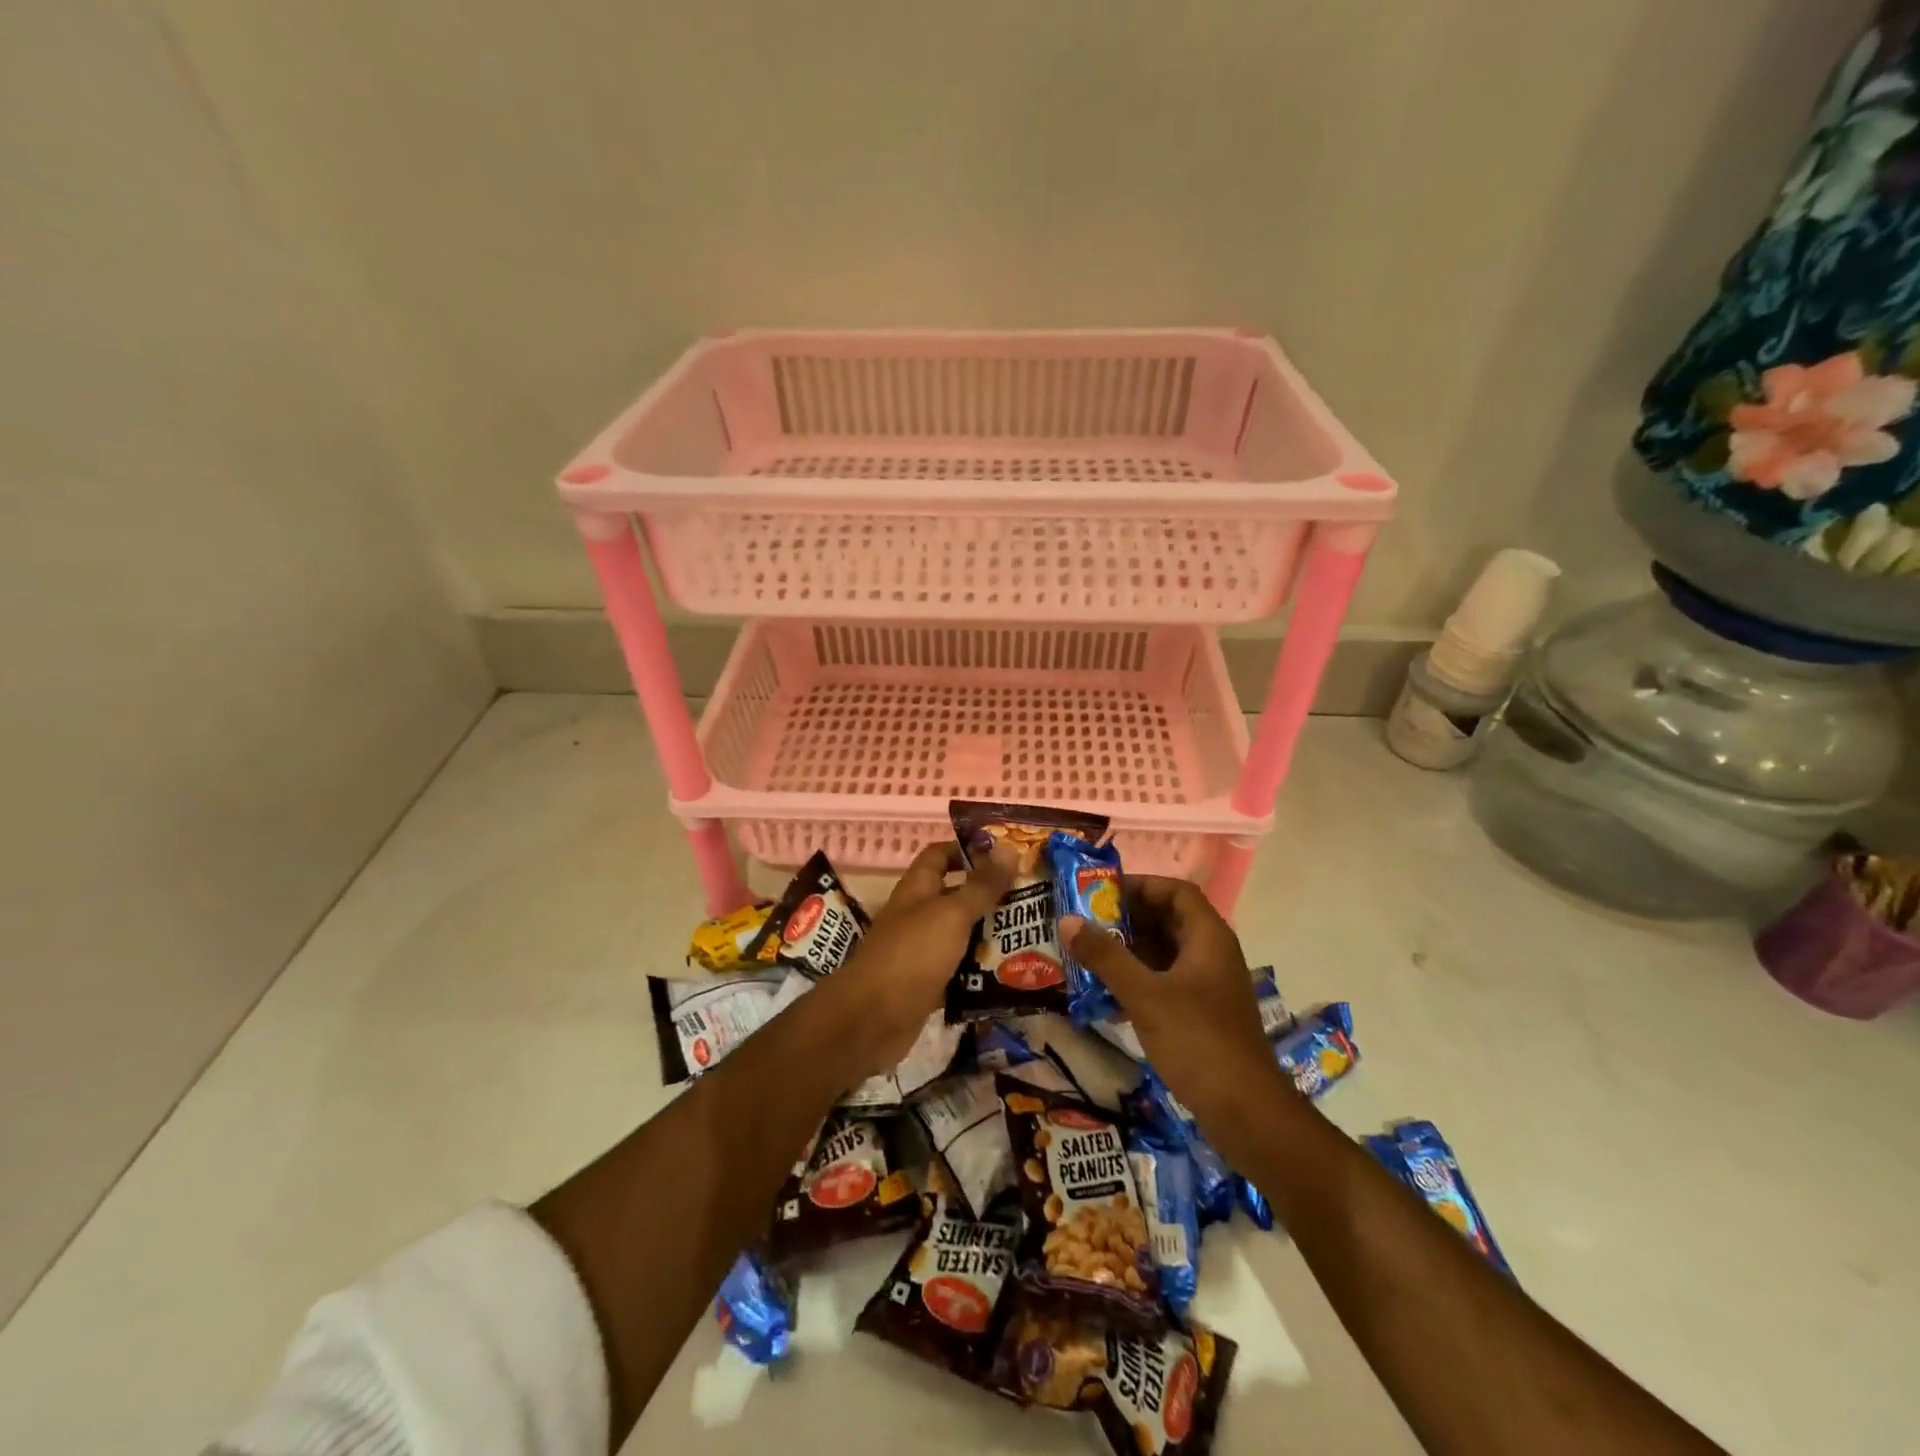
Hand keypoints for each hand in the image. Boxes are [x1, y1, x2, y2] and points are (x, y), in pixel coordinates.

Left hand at [825, 841, 1013, 1071]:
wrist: (873, 1020)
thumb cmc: (912, 955)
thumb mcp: (952, 914)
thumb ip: (981, 885)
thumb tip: (1008, 848)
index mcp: (917, 889)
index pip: (940, 855)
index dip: (968, 848)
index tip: (1006, 854)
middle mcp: (917, 915)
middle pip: (955, 895)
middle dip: (989, 894)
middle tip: (1031, 896)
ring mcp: (920, 952)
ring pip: (960, 935)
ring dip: (989, 934)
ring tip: (1030, 933)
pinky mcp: (927, 985)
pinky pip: (959, 970)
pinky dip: (980, 970)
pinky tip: (1011, 972)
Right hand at [1060, 876, 1288, 1144]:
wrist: (1247, 1114)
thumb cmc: (1198, 1042)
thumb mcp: (1145, 995)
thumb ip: (1106, 956)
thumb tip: (1067, 920)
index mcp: (1209, 938)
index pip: (1176, 892)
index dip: (1141, 886)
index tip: (1102, 894)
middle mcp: (1212, 954)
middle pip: (1169, 920)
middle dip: (1127, 919)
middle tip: (1086, 923)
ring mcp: (1209, 987)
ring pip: (1165, 953)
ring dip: (1129, 951)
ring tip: (1088, 954)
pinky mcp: (1202, 1015)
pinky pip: (1166, 982)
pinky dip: (1138, 980)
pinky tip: (1106, 994)